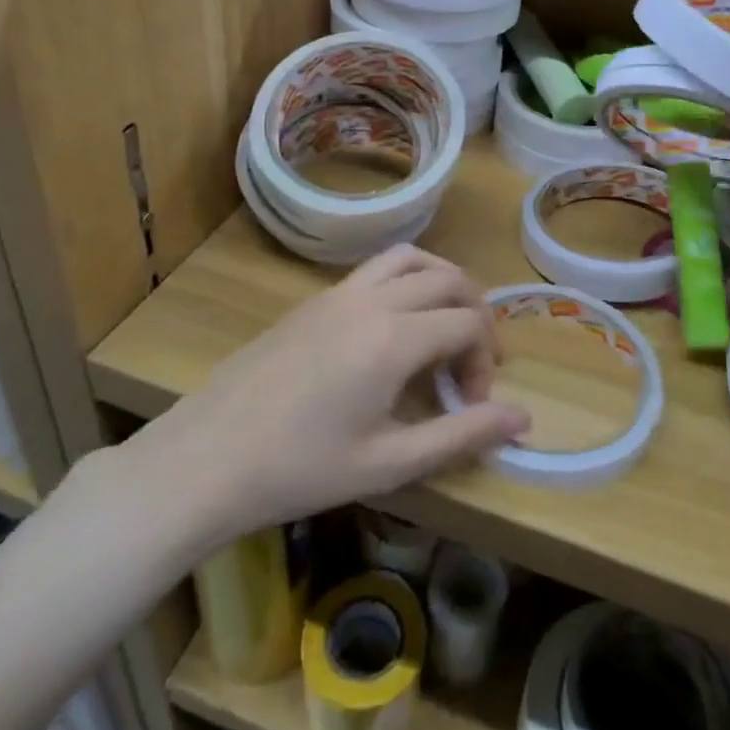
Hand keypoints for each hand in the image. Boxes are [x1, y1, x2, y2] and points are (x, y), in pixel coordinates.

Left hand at [125, 246, 529, 551]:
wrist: (205, 459)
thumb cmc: (300, 470)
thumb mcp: (389, 463)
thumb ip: (461, 435)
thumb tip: (524, 418)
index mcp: (394, 338)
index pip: (468, 324)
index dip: (486, 360)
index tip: (474, 404)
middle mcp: (372, 300)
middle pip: (449, 279)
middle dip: (475, 314)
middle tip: (473, 362)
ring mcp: (337, 293)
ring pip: (410, 259)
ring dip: (441, 281)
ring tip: (446, 324)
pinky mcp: (312, 300)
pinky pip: (375, 270)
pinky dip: (405, 281)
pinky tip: (393, 329)